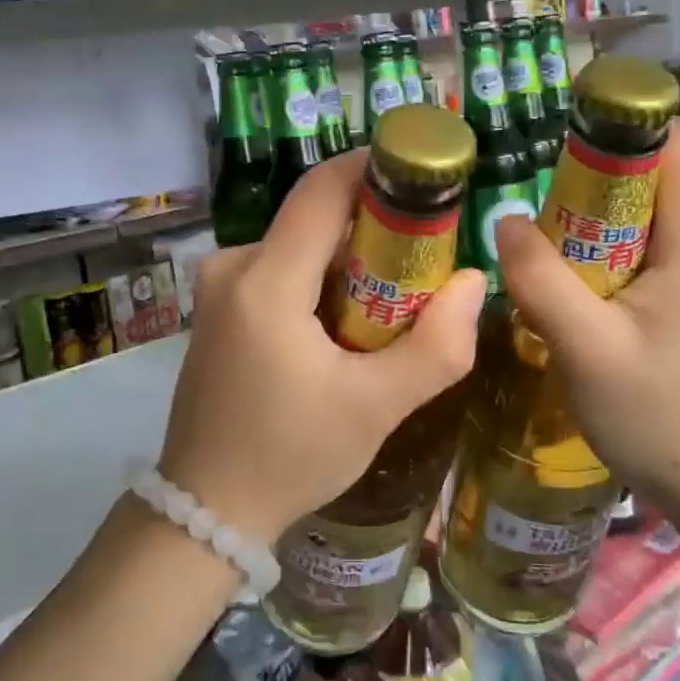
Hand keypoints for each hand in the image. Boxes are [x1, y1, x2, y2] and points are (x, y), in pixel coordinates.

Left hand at [159, 149, 486, 543]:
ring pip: (301, 243)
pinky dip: (322, 279)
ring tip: (397, 299)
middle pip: (316, 217)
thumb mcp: (376, 408)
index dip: (374, 169)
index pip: (322, 190)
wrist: (205, 511)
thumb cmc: (290, 457)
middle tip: (428, 256)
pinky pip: (281, 268)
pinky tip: (349, 322)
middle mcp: (233, 266)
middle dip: (375, 226)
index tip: (423, 175)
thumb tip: (474, 281)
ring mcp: (220, 286)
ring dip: (351, 258)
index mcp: (265, 281)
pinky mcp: (220, 306)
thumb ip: (437, 347)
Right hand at [494, 118, 679, 518]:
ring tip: (542, 237)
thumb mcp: (587, 349)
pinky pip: (642, 247)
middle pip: (656, 170)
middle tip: (537, 196)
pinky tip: (566, 280)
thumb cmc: (660, 417)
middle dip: (596, 169)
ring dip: (593, 212)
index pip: (679, 138)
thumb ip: (541, 279)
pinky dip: (602, 246)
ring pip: (645, 211)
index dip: (627, 121)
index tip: (565, 138)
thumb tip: (504, 219)